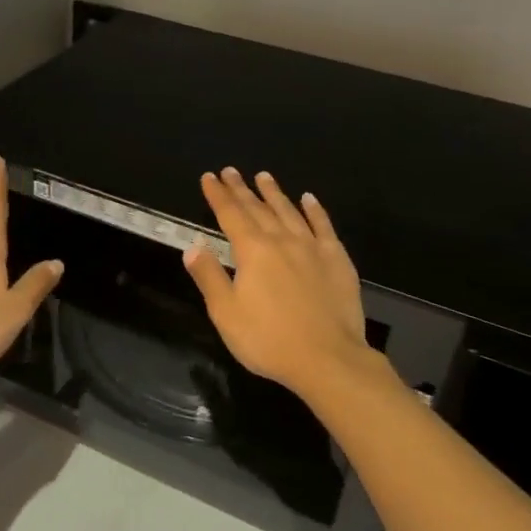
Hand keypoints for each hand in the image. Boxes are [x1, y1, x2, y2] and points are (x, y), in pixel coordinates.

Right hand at [182, 167, 376, 398]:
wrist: (327, 358)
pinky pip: (323, 227)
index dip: (218, 195)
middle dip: (241, 189)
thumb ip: (209, 276)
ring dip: (274, 193)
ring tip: (264, 176)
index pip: (230, 215)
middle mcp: (282, 241)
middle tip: (230, 171)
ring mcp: (312, 248)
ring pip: (290, 212)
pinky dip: (315, 211)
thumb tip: (193, 247)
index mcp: (252, 251)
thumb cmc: (268, 340)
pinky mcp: (337, 260)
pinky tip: (309, 200)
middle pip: (258, 208)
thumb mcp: (226, 313)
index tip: (209, 177)